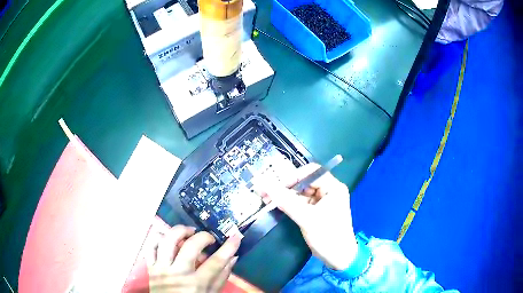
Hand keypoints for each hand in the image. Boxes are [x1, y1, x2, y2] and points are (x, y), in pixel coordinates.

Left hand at [147, 225, 240, 291]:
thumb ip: (221, 277)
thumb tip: (233, 257)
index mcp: (196, 284)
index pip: (215, 262)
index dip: (228, 247)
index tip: (236, 237)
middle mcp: (178, 274)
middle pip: (190, 246)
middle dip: (203, 236)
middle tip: (209, 238)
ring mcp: (161, 269)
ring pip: (167, 241)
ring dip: (179, 231)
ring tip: (188, 232)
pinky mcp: (150, 267)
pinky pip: (150, 246)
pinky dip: (159, 238)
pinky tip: (169, 239)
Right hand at [257, 164, 357, 270]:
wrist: (338, 258)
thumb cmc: (327, 236)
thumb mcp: (306, 218)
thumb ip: (286, 201)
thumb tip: (264, 185)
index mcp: (333, 187)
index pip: (312, 172)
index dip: (293, 176)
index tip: (276, 185)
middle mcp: (329, 191)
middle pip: (305, 182)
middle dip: (286, 186)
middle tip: (266, 191)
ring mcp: (322, 201)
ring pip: (300, 192)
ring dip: (284, 195)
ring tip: (266, 198)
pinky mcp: (316, 211)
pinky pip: (300, 202)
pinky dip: (288, 203)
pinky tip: (275, 204)